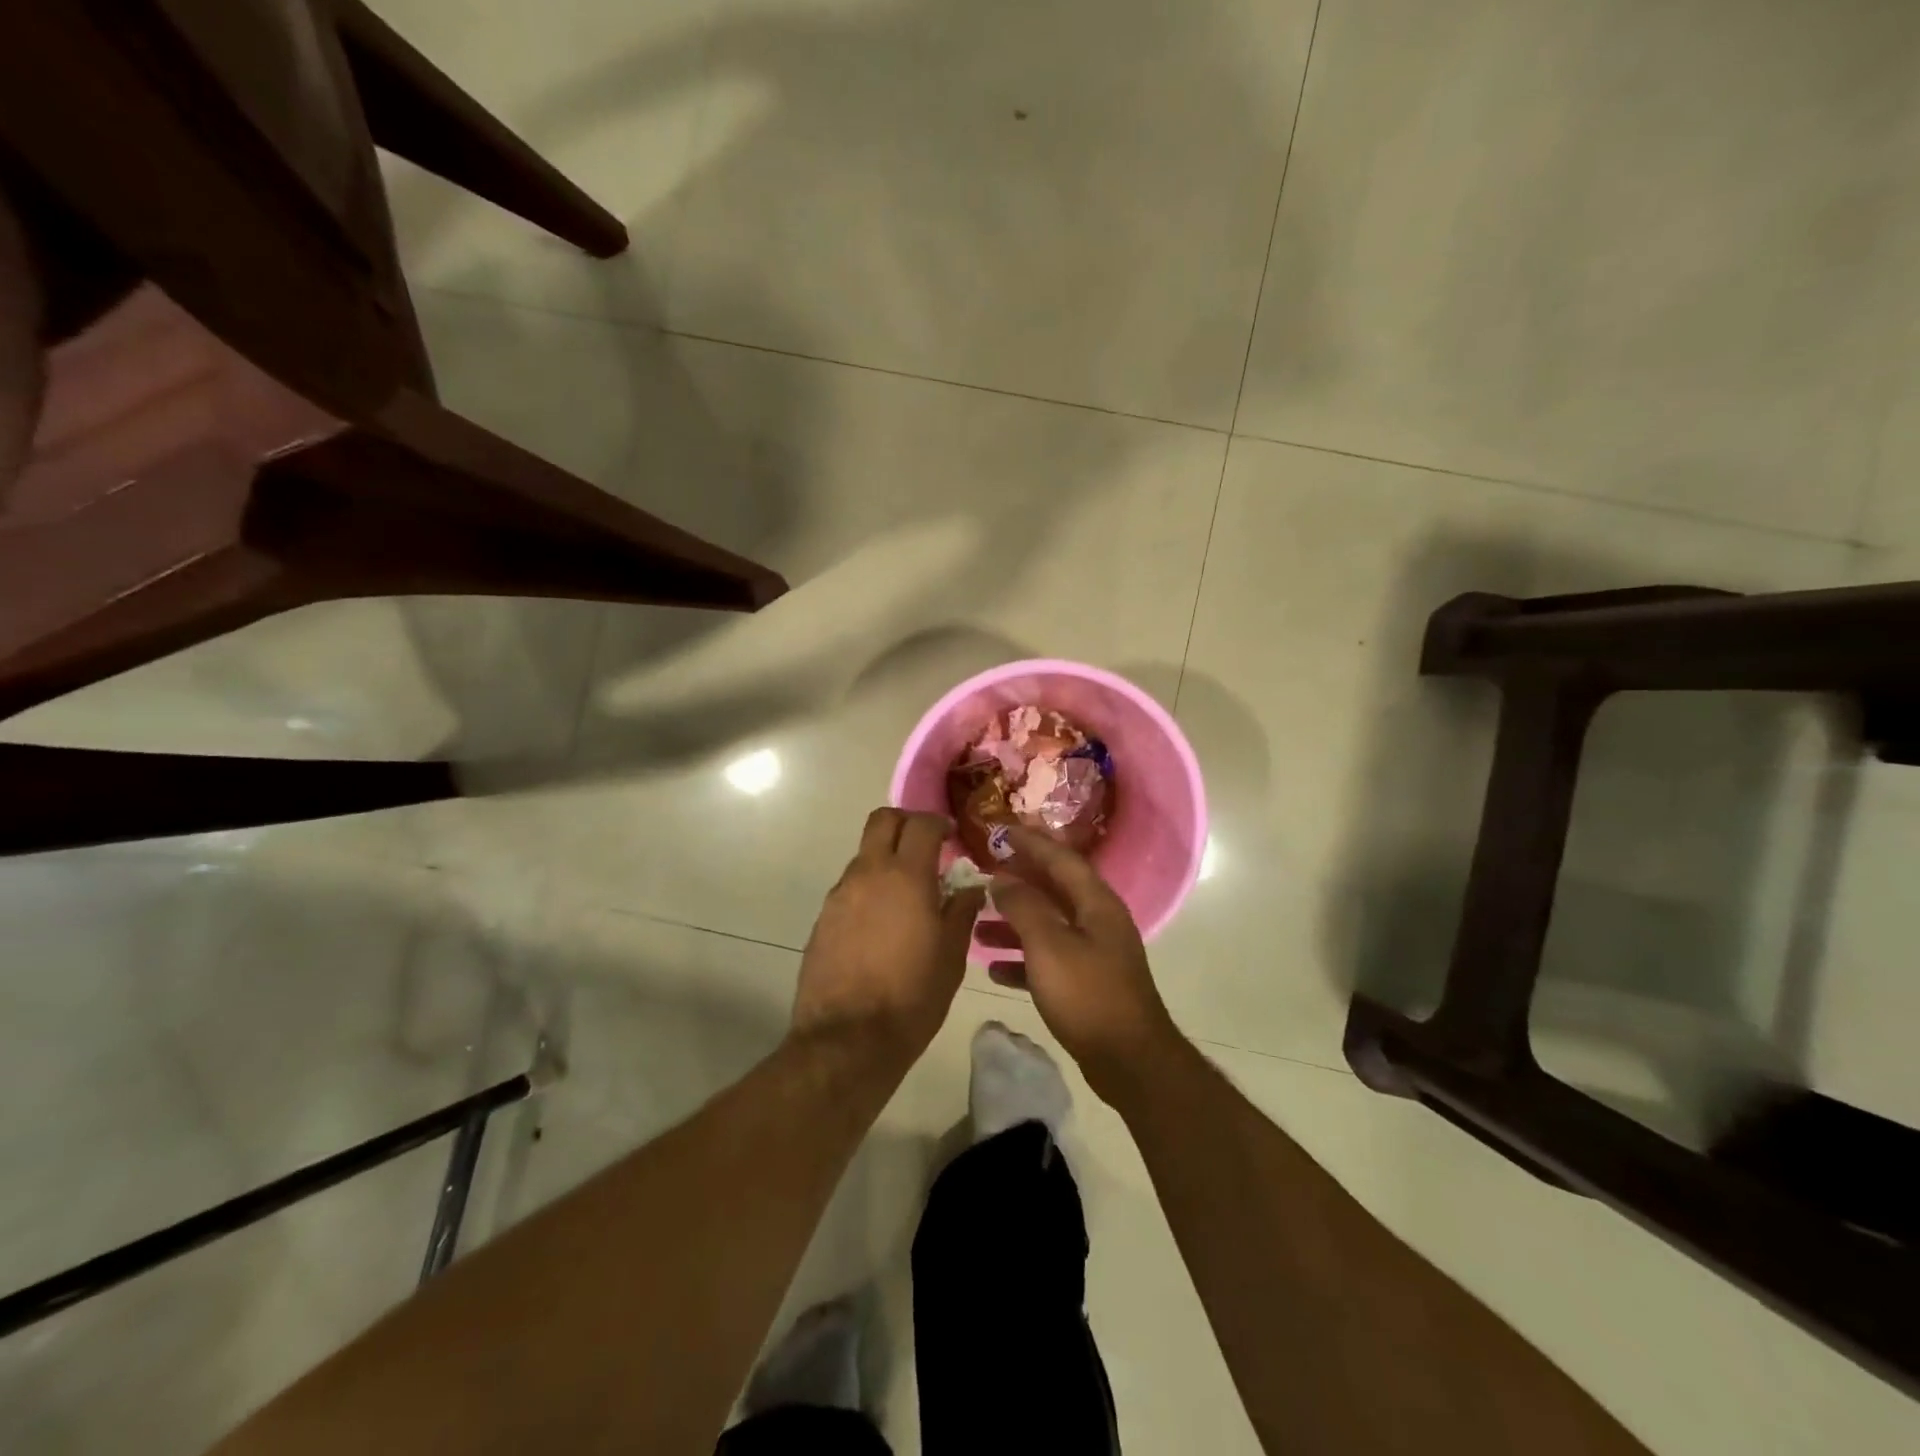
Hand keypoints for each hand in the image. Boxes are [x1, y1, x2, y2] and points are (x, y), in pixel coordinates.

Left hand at [793, 808, 985, 1063]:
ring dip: (886, 861)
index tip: (950, 837)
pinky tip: (882, 925)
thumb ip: (961, 912)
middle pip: (881, 821)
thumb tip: (970, 888)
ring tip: (906, 896)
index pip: (920, 824)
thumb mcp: (951, 956)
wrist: (848, 1039)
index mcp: (905, 876)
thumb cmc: (912, 996)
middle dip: (905, 823)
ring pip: (864, 856)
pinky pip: (850, 888)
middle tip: (925, 847)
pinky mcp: (823, 918)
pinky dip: (869, 890)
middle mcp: (868, 874)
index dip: (937, 823)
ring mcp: (840, 895)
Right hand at [979, 828, 1182, 1103]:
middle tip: (984, 874)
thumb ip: (1024, 907)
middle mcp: (1098, 920)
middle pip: (1054, 890)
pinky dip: (1023, 959)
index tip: (999, 831)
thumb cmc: (1087, 995)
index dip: (1030, 843)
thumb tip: (1003, 878)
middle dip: (1018, 881)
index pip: (1061, 859)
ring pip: (1049, 926)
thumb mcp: (1049, 946)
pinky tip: (995, 969)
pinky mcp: (1087, 983)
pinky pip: (1050, 959)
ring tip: (978, 925)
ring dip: (1014, 923)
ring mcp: (1095, 953)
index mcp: (1096, 903)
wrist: (1129, 1060)